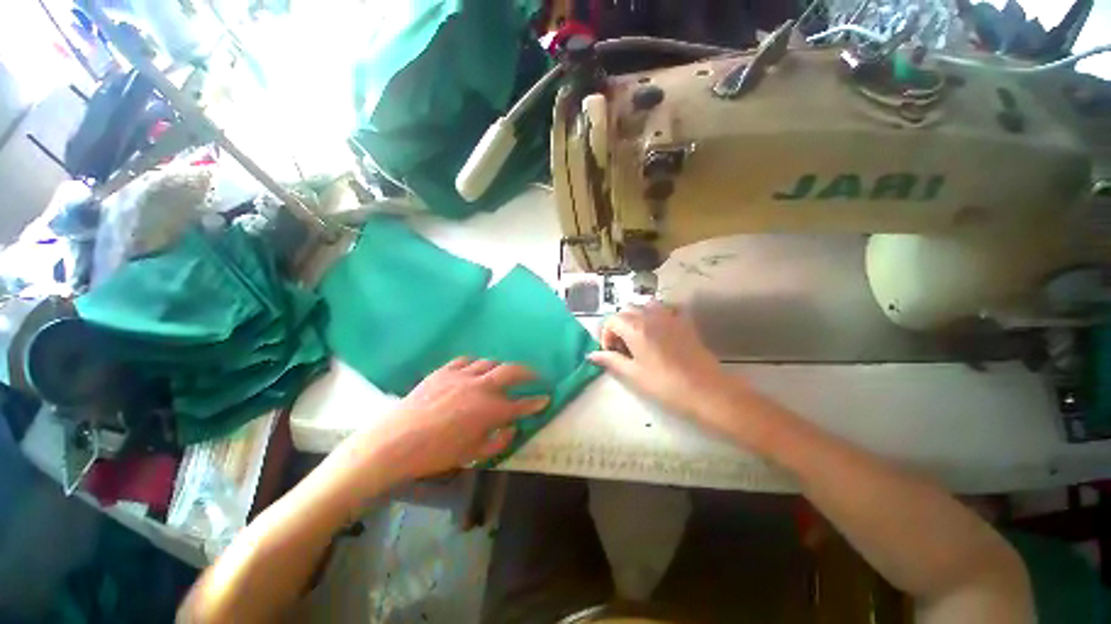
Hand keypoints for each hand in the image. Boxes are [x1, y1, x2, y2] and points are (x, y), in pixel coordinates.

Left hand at [359, 358, 548, 480]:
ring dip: (501, 368)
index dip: (537, 402)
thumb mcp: (472, 454)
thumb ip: (499, 440)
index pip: (522, 404)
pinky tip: (474, 371)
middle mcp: (481, 387)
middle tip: (535, 376)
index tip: (546, 398)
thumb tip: (513, 427)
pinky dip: (476, 364)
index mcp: (490, 410)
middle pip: (512, 371)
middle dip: (529, 373)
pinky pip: (466, 360)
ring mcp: (462, 375)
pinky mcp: (444, 371)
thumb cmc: (436, 453)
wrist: (395, 443)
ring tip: (502, 375)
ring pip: (490, 363)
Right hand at [587, 302, 747, 432]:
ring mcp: (670, 316)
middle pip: (626, 310)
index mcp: (635, 328)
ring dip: (638, 316)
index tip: (611, 353)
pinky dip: (660, 314)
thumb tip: (591, 355)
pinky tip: (661, 329)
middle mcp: (650, 316)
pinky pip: (668, 308)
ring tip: (640, 336)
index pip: (611, 320)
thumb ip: (611, 361)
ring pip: (646, 305)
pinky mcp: (685, 321)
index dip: (606, 336)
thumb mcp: (633, 375)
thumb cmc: (665, 384)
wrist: (706, 390)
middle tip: (623, 347)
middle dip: (619, 325)